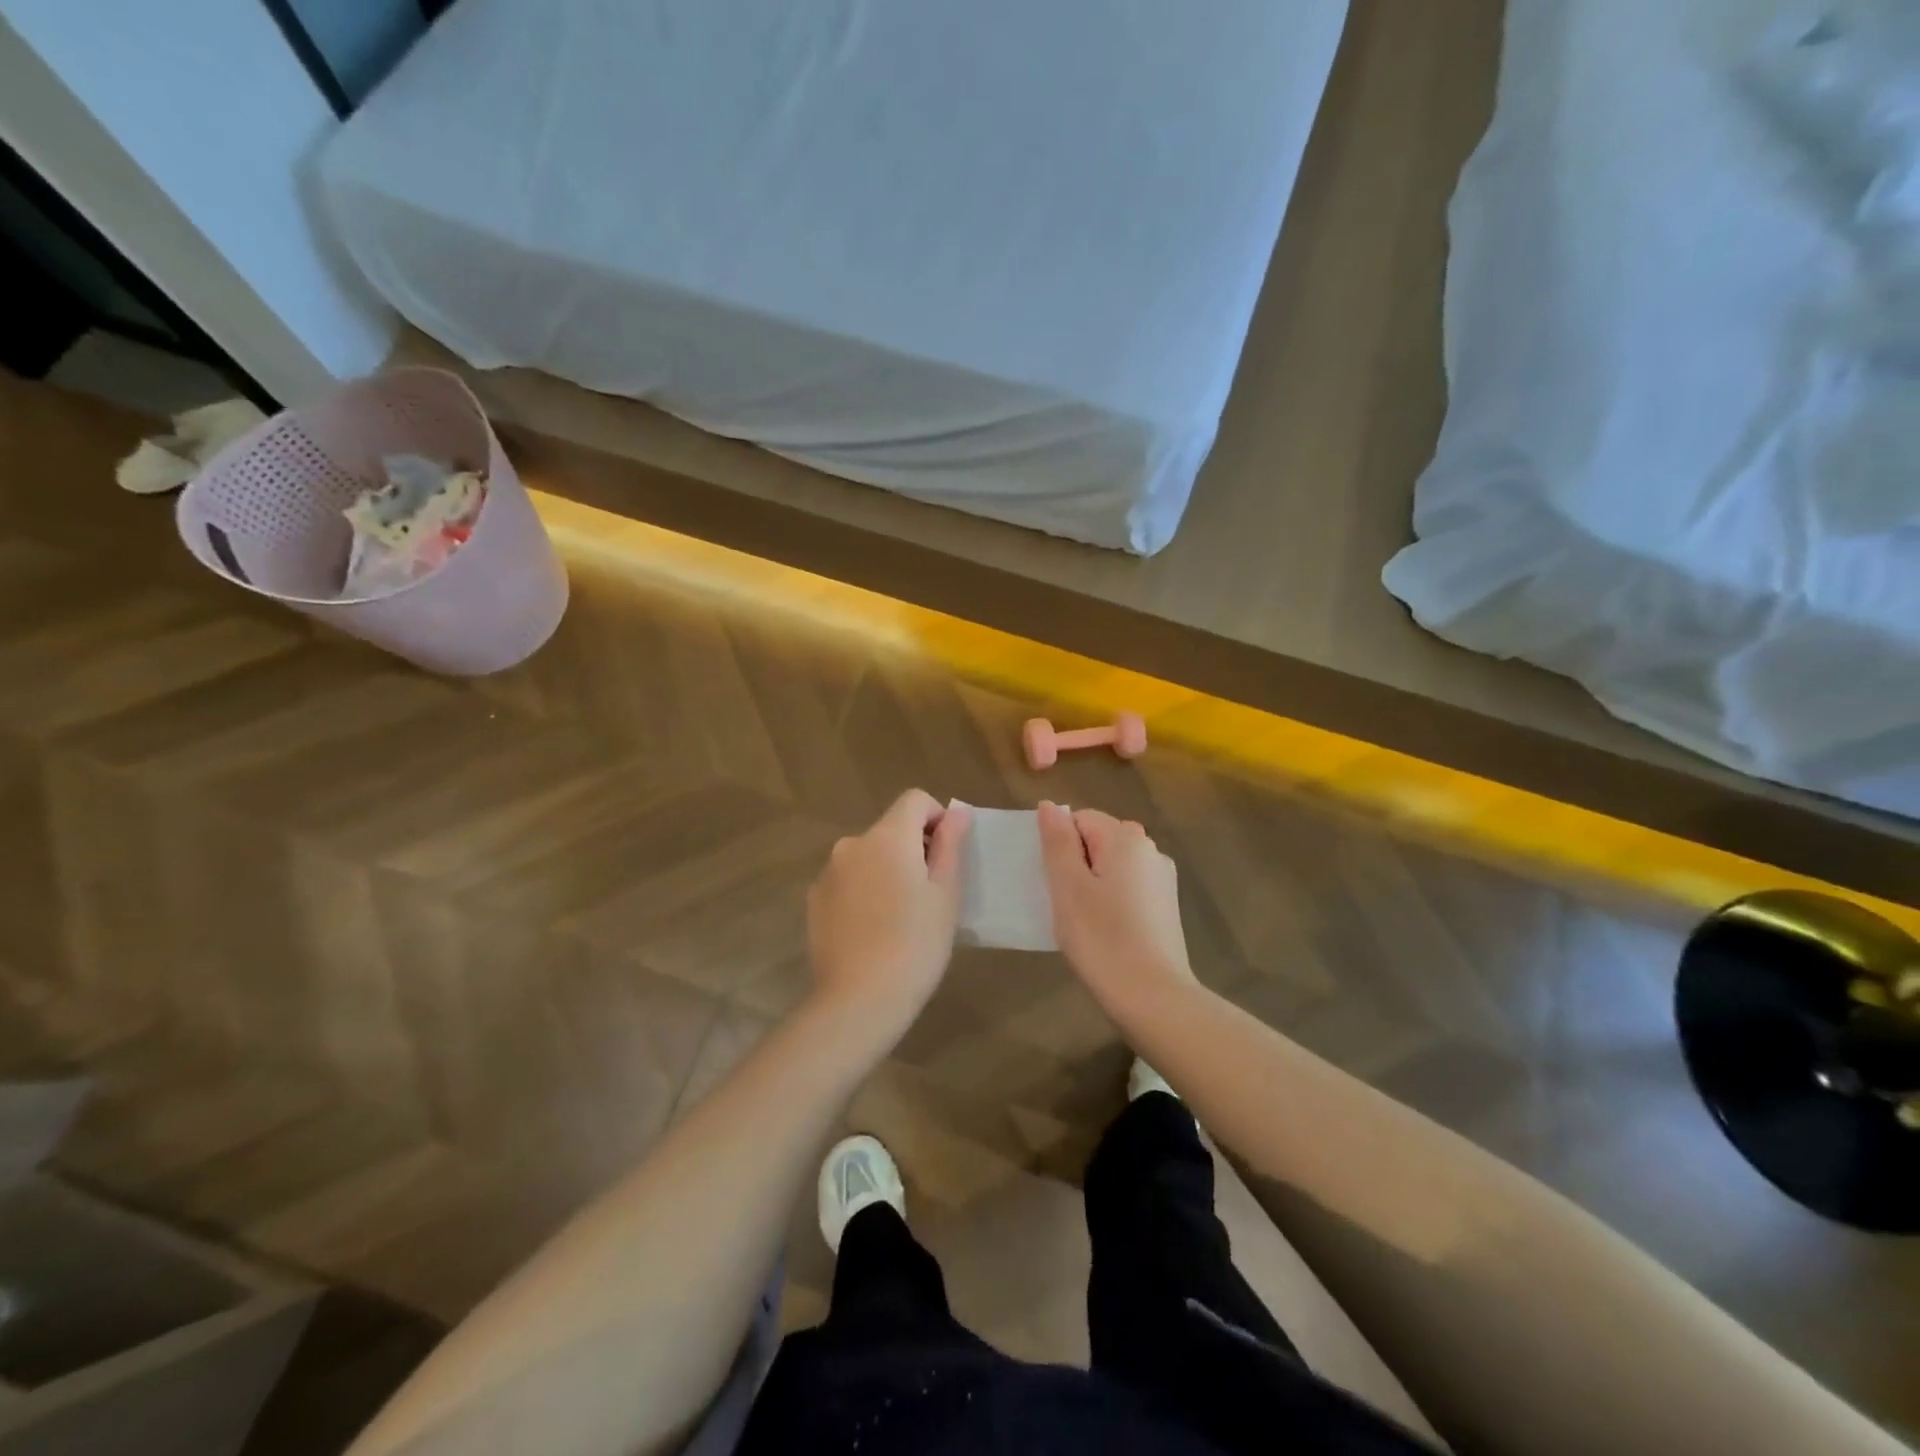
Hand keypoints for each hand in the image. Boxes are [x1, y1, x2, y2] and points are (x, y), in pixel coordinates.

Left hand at [807, 790, 971, 1040]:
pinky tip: (873, 931)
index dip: (937, 818)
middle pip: (890, 829)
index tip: (946, 857)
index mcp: (887, 836)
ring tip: (900, 918)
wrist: (859, 1000)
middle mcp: (852, 844)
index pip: (915, 799)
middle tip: (929, 896)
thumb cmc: (916, 944)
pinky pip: (848, 881)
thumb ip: (951, 845)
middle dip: (913, 849)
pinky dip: (864, 892)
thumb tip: (956, 813)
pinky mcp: (814, 900)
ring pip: (868, 857)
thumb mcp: (946, 894)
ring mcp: (828, 873)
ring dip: (887, 871)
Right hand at [1038, 801, 1195, 1018]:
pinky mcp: (1166, 905)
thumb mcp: (1068, 887)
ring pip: (1112, 864)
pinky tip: (1105, 931)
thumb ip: (1057, 841)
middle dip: (1076, 863)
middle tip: (1064, 903)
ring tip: (1083, 921)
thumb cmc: (1102, 938)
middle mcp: (1149, 848)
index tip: (1053, 882)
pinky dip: (1111, 899)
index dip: (1059, 846)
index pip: (1079, 818)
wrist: (1153, 997)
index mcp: (1125, 837)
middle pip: (1098, 839)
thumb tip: (1050, 806)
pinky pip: (1128, 886)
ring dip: (1092, 883)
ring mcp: (1162, 877)